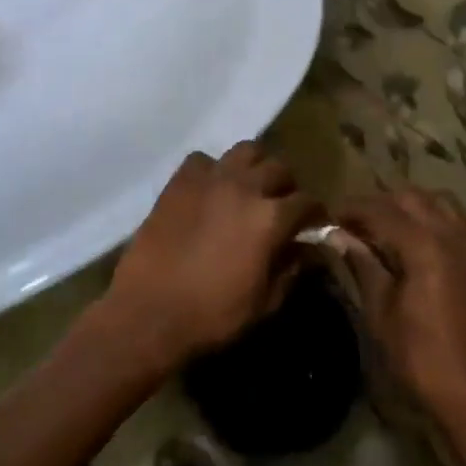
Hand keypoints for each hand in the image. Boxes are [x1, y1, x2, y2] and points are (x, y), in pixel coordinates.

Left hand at [105, 142, 316, 366]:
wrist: (150, 311)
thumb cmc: (212, 315)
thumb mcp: (264, 302)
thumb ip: (290, 269)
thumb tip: (305, 249)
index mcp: (270, 218)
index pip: (308, 202)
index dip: (316, 215)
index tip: (314, 225)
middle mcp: (244, 187)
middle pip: (279, 168)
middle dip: (287, 186)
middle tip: (281, 206)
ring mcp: (209, 179)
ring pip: (245, 151)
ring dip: (254, 167)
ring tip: (249, 188)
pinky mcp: (178, 181)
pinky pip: (203, 160)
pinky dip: (213, 170)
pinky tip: (210, 191)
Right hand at [336, 189, 465, 425]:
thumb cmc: (419, 355)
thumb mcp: (380, 310)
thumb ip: (362, 264)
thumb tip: (336, 235)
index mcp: (423, 245)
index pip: (379, 209)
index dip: (350, 209)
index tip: (327, 217)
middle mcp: (452, 234)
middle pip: (410, 198)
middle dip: (378, 204)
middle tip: (352, 224)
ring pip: (441, 203)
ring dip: (411, 207)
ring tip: (386, 226)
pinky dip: (448, 221)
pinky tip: (433, 237)